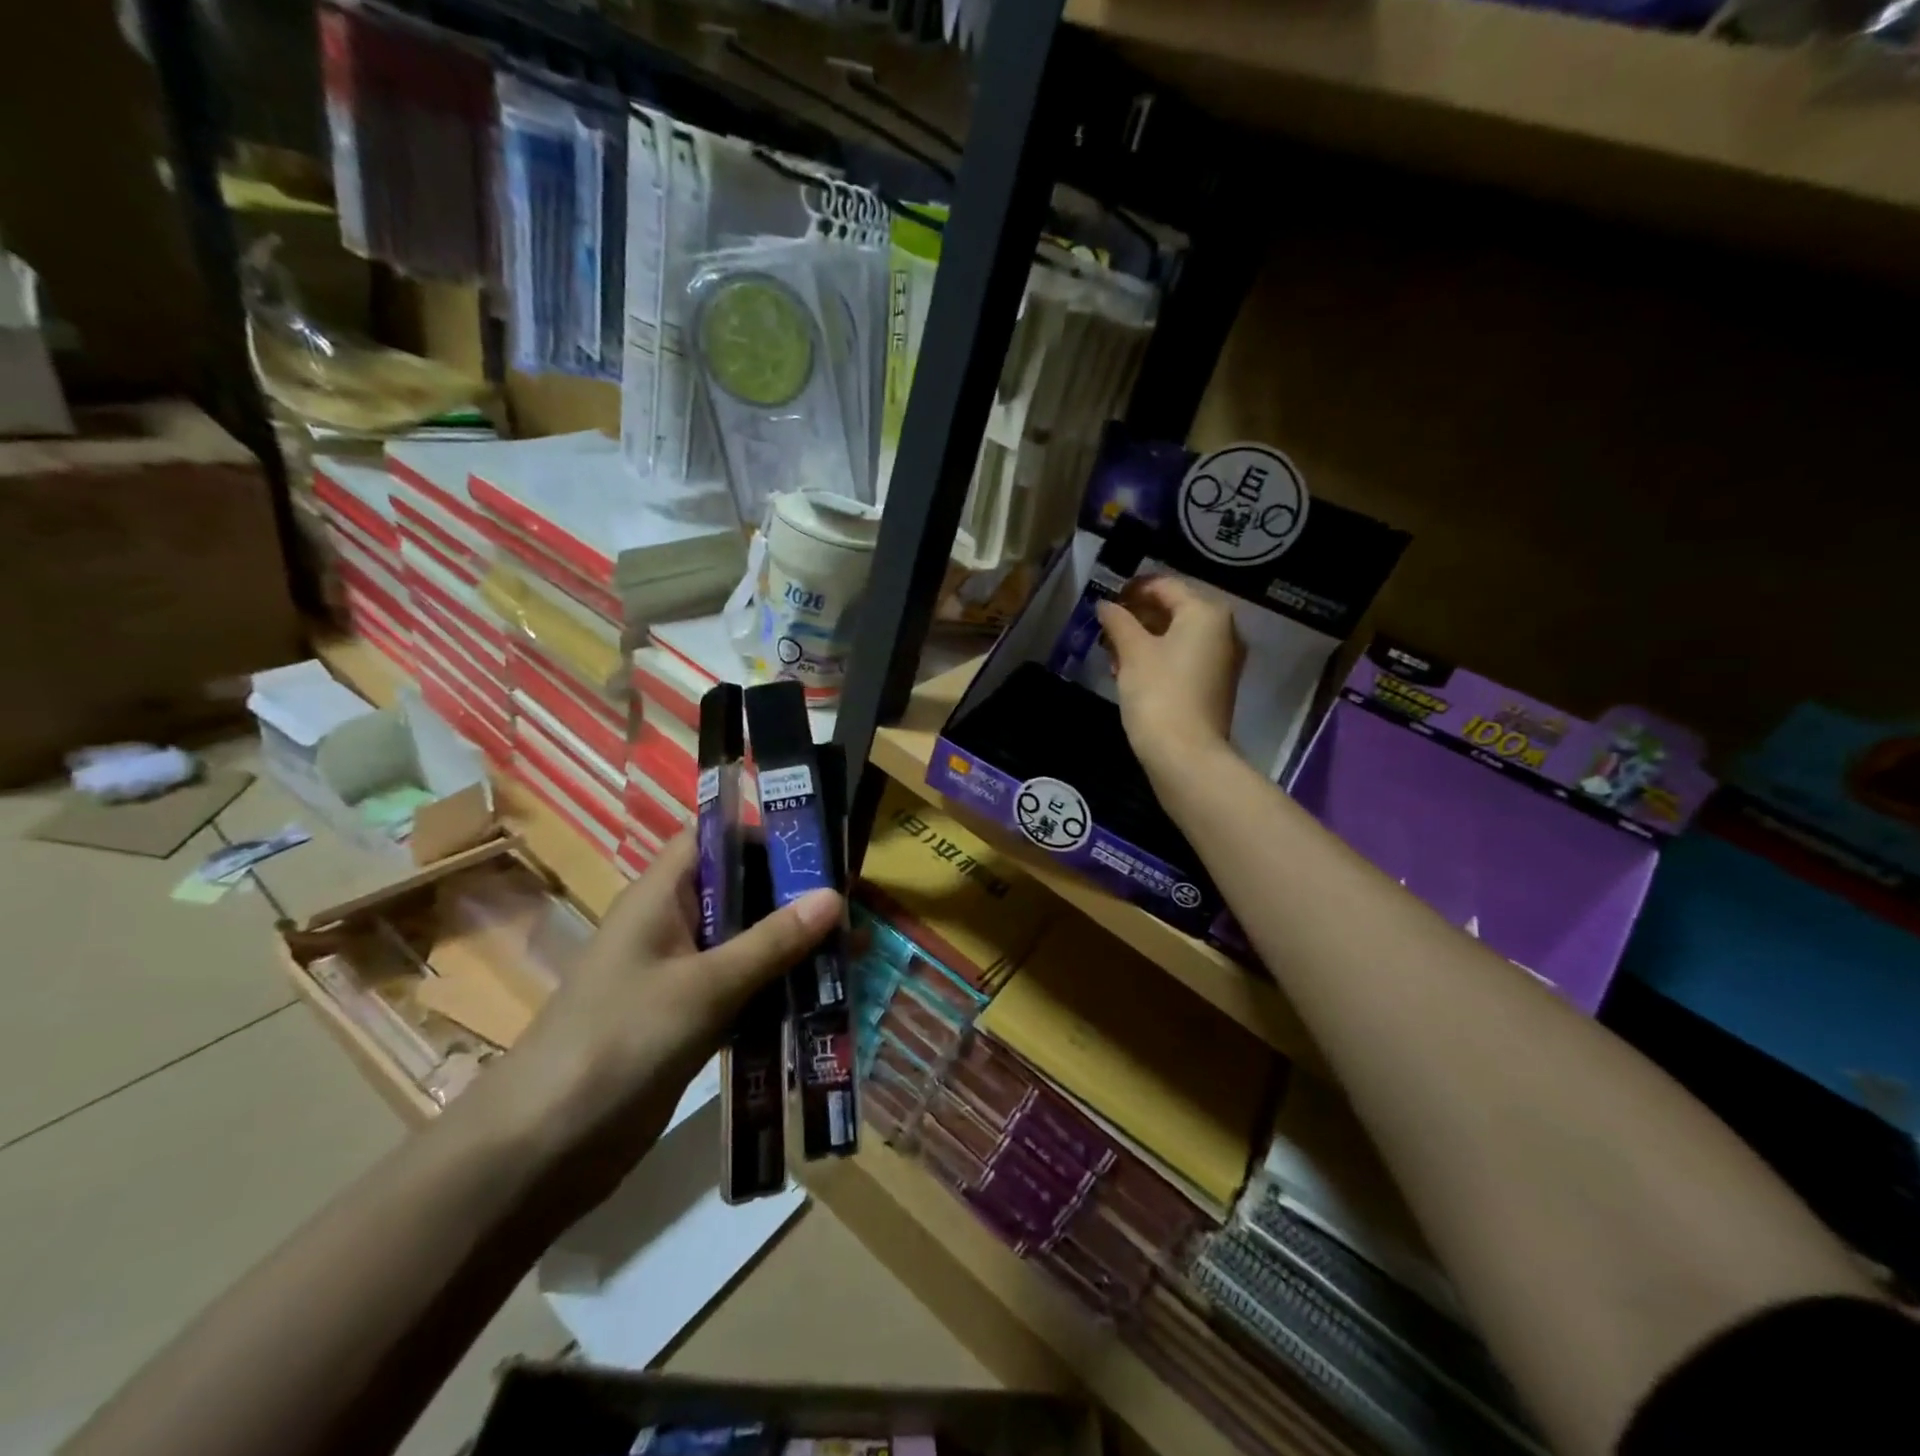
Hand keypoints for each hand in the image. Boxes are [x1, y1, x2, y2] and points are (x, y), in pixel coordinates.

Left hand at [486, 833, 838, 1206]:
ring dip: (792, 948)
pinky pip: (742, 990)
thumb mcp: (704, 986)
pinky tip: (823, 999)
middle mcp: (670, 926)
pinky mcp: (687, 1020)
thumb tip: (834, 896)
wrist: (542, 1150)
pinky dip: (777, 991)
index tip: (819, 850)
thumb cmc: (620, 1042)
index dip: (762, 835)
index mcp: (661, 897)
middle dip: (793, 897)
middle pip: (739, 892)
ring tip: (854, 950)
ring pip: (746, 945)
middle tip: (854, 906)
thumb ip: (771, 942)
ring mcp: (679, 976)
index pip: (712, 839)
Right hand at [1096, 575, 1244, 778]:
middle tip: (1106, 628)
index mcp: (1206, 613)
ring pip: (1177, 636)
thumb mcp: (1132, 652)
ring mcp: (1222, 660)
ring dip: (1144, 639)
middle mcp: (1223, 630)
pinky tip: (1130, 671)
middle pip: (1174, 610)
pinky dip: (1158, 658)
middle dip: (1137, 616)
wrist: (1186, 754)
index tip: (1106, 599)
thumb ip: (1118, 621)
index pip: (1165, 586)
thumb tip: (1105, 605)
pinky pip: (1184, 658)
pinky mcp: (1215, 685)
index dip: (1133, 589)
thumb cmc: (1159, 693)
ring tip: (1112, 652)